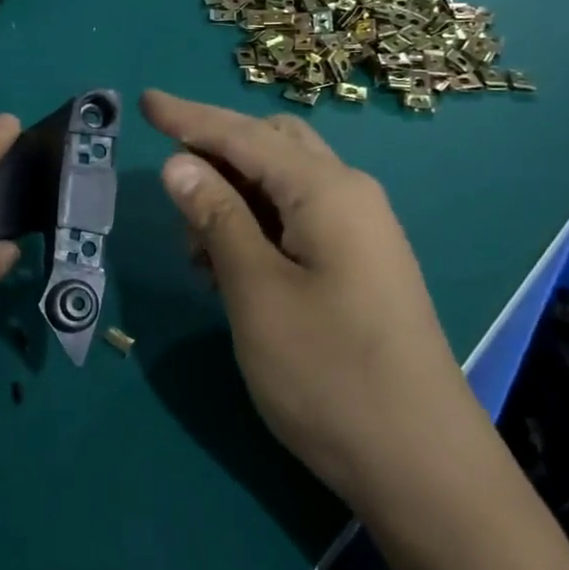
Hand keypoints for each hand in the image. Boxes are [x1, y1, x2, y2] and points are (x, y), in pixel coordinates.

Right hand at [142, 90, 466, 501]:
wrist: (423, 468)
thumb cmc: (330, 374)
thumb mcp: (256, 292)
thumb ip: (216, 218)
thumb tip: (179, 163)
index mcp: (326, 190)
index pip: (243, 135)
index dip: (189, 117)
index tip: (144, 101)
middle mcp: (349, 195)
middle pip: (270, 146)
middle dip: (215, 155)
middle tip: (171, 189)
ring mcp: (360, 231)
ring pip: (282, 185)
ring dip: (232, 197)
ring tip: (195, 246)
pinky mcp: (360, 265)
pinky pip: (297, 219)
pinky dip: (256, 226)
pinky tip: (228, 265)